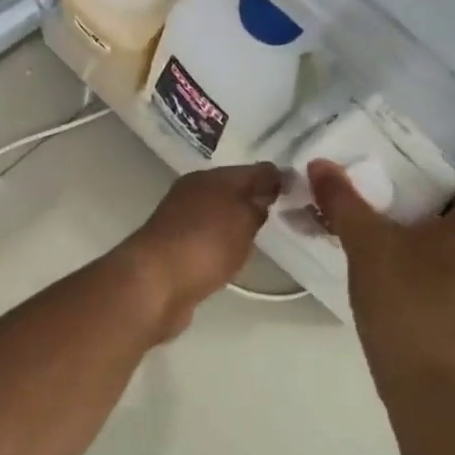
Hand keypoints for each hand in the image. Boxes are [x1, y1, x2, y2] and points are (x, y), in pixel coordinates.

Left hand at [120, 163, 282, 340]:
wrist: (155, 284)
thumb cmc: (205, 243)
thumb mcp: (243, 217)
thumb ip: (258, 201)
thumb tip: (268, 188)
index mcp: (209, 177)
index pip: (252, 170)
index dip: (276, 178)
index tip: (300, 190)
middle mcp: (192, 193)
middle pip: (232, 190)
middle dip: (255, 198)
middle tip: (286, 212)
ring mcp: (180, 222)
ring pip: (219, 215)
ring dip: (237, 222)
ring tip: (263, 236)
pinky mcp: (174, 250)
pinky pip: (208, 240)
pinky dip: (222, 245)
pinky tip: (233, 256)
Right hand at [308, 160, 454, 383]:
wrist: (420, 379)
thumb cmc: (403, 298)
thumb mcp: (365, 242)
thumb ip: (343, 201)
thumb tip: (321, 164)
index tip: (428, 169)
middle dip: (433, 207)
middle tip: (396, 193)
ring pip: (453, 251)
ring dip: (427, 239)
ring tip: (388, 230)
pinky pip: (444, 277)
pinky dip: (423, 268)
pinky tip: (392, 271)